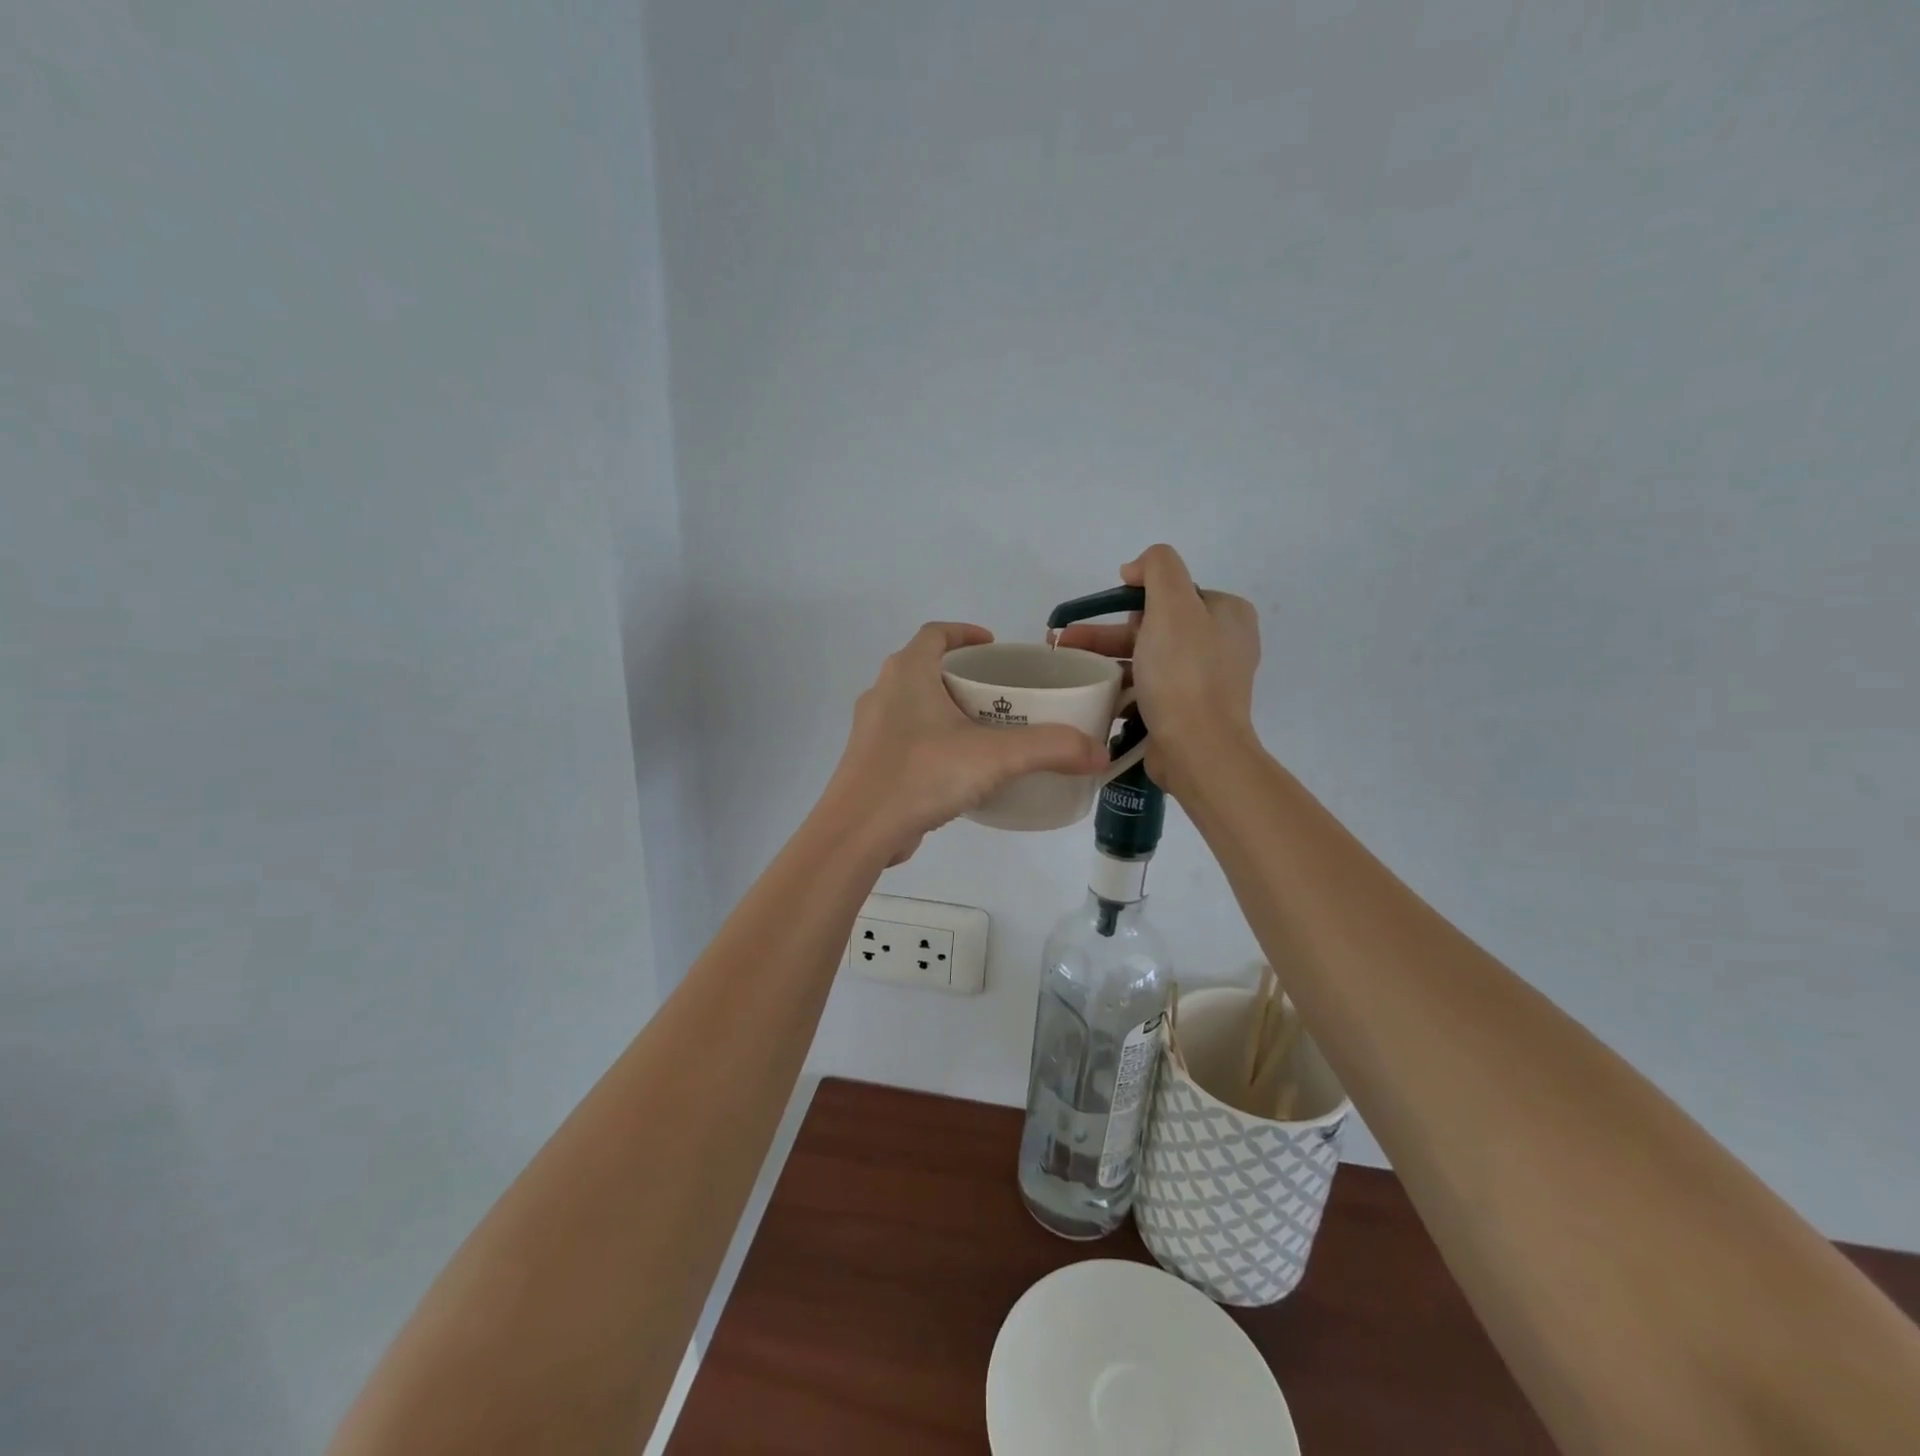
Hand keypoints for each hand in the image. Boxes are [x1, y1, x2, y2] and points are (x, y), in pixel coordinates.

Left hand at [822, 622, 1109, 864]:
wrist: (858, 832)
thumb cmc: (921, 774)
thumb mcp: (994, 757)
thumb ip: (1050, 749)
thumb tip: (1098, 753)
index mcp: (907, 672)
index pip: (936, 633)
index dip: (965, 633)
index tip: (995, 646)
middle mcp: (883, 692)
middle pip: (926, 668)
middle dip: (963, 675)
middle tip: (1001, 693)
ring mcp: (871, 729)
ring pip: (914, 706)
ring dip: (946, 709)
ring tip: (985, 730)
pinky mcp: (869, 762)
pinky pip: (906, 739)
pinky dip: (933, 741)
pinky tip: (958, 769)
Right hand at [1053, 545, 1261, 794]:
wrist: (1197, 750)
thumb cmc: (1184, 674)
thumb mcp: (1173, 605)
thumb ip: (1158, 568)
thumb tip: (1135, 569)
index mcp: (1227, 614)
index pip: (1174, 592)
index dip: (1137, 597)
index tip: (1109, 610)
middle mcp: (1221, 644)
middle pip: (1155, 626)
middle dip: (1108, 632)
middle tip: (1068, 640)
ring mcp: (1204, 680)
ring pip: (1146, 658)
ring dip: (1106, 659)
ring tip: (1068, 666)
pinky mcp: (1185, 711)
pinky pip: (1147, 689)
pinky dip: (1120, 687)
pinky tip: (1091, 692)